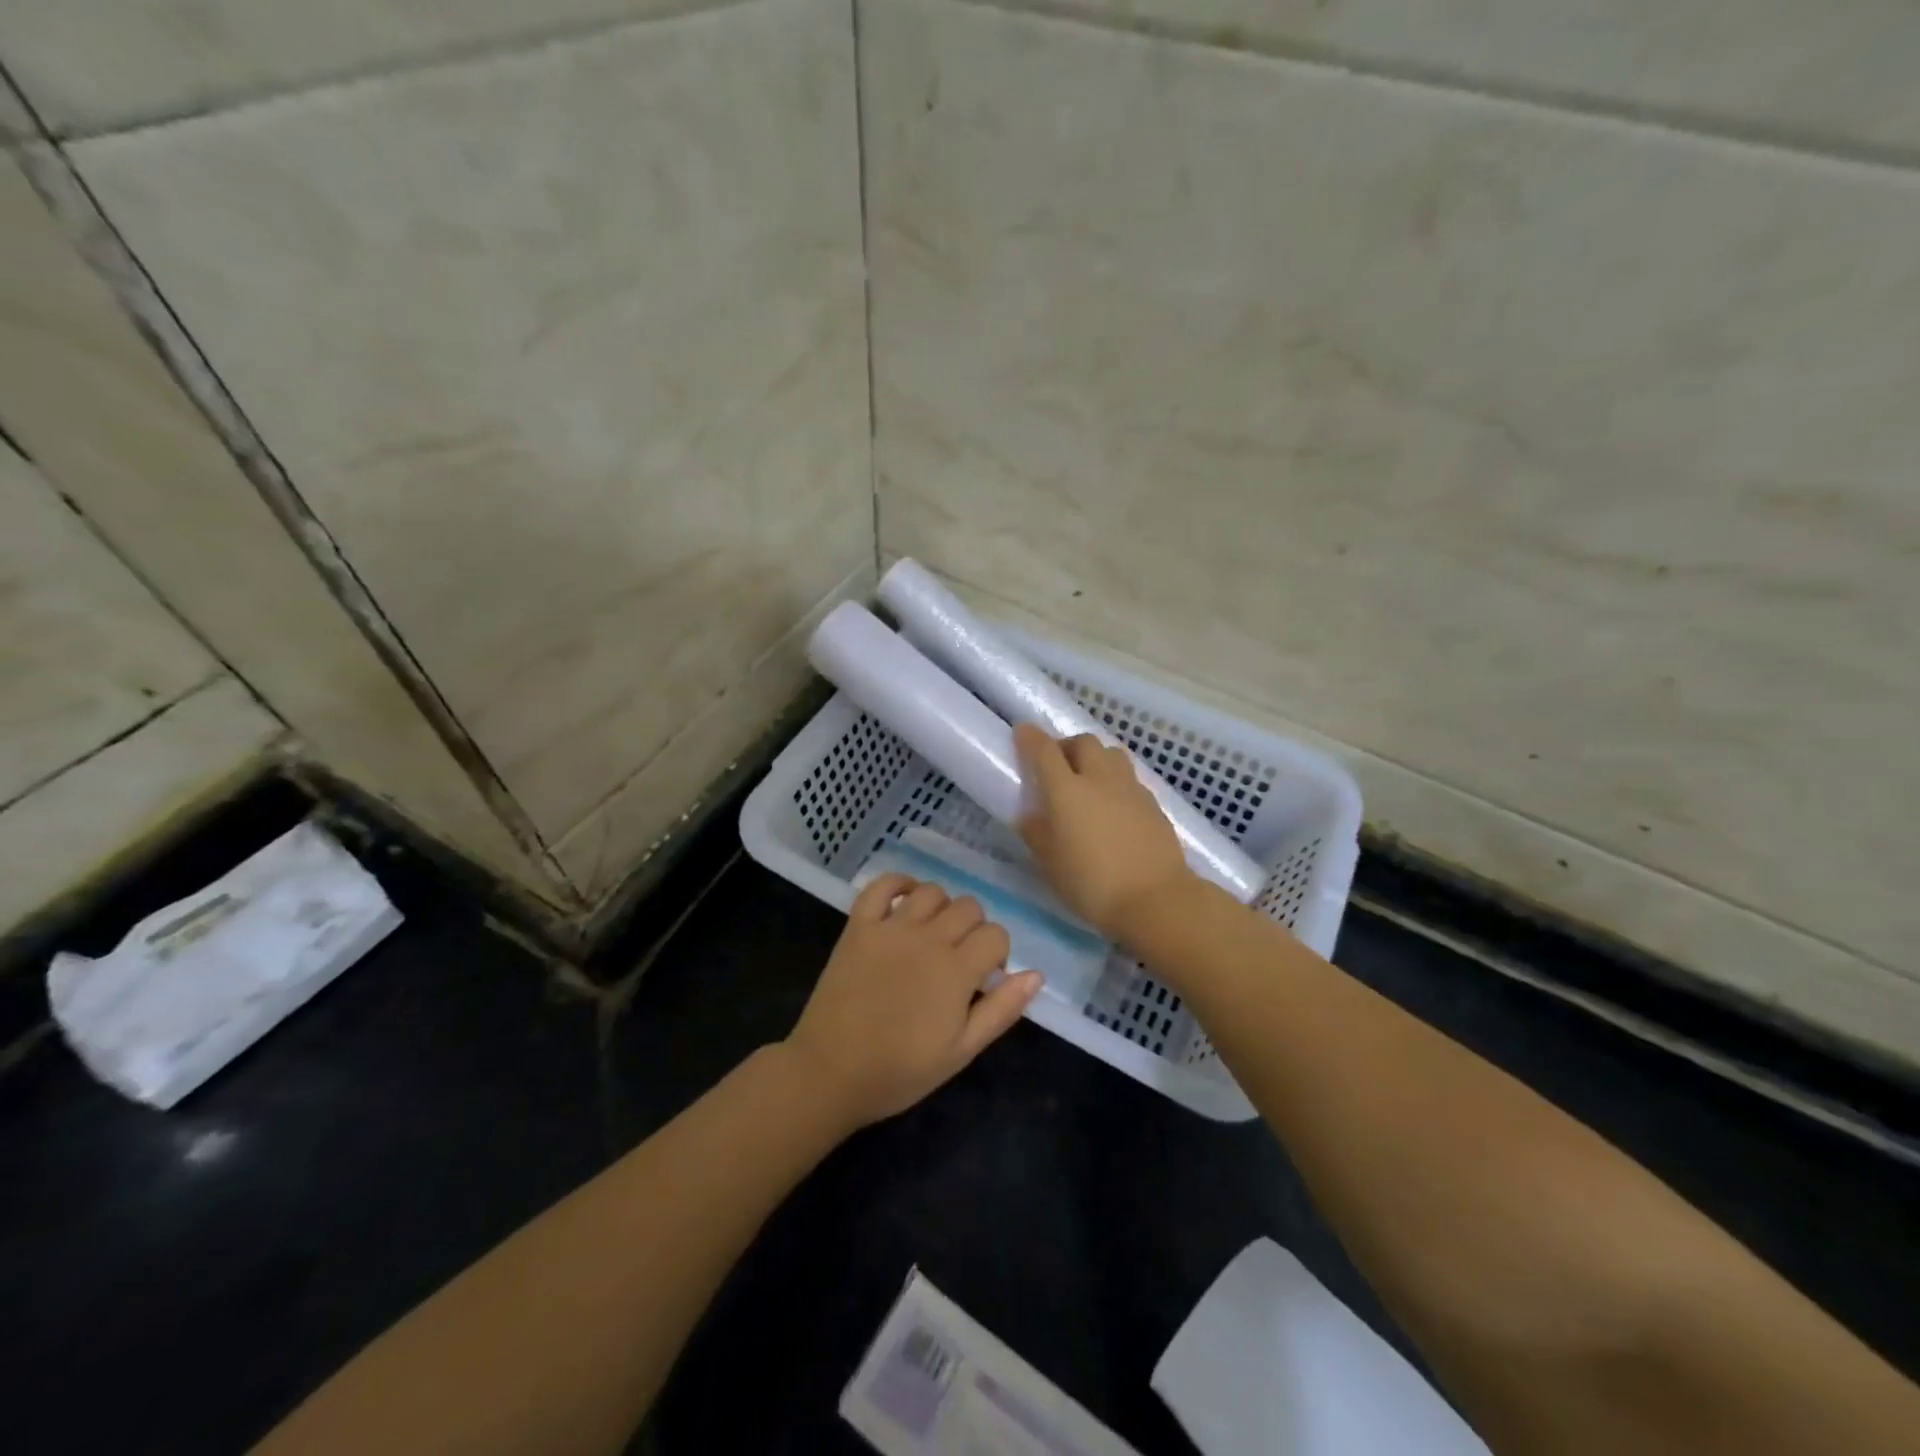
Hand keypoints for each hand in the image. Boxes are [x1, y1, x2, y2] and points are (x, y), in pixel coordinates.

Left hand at [783, 874, 1040, 1129]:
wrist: (829, 1072)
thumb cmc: (900, 1070)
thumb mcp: (961, 1052)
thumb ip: (1001, 1010)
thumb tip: (1036, 974)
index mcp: (956, 970)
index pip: (996, 935)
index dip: (997, 955)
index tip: (983, 980)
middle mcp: (928, 937)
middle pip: (969, 907)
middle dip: (974, 930)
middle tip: (959, 961)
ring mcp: (890, 927)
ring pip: (932, 892)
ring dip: (942, 908)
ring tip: (933, 936)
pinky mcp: (859, 925)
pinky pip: (882, 885)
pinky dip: (899, 883)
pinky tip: (906, 901)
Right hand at [1014, 723, 1194, 939]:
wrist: (1156, 899)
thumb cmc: (1093, 884)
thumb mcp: (1051, 865)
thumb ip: (1036, 834)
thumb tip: (1029, 816)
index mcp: (1067, 791)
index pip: (1044, 750)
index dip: (1030, 738)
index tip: (1022, 733)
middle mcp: (1099, 779)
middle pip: (1083, 742)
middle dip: (1066, 746)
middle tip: (1057, 767)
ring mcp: (1130, 788)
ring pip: (1111, 753)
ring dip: (1095, 758)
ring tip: (1088, 781)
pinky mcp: (1153, 802)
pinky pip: (1129, 777)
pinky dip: (1115, 780)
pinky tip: (1113, 805)